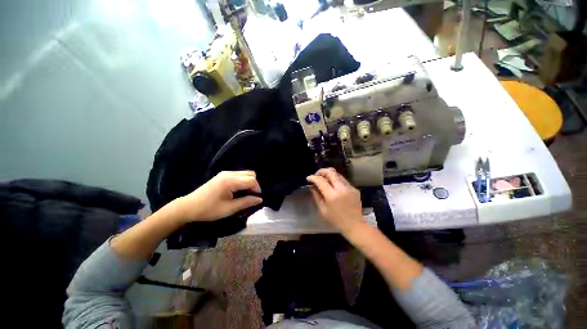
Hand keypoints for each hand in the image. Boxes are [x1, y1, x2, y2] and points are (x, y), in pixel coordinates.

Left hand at [175, 171, 262, 222]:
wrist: (188, 207)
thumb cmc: (208, 209)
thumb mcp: (229, 209)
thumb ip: (246, 202)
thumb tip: (259, 199)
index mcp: (230, 181)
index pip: (251, 180)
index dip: (257, 189)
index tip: (256, 199)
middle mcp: (229, 173)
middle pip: (250, 174)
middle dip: (254, 185)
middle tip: (250, 196)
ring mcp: (225, 173)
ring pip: (245, 173)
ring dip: (248, 183)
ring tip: (244, 194)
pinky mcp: (222, 175)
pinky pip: (238, 175)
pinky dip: (242, 181)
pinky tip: (237, 191)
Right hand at [307, 168, 364, 234]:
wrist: (355, 225)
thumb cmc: (336, 220)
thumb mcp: (322, 210)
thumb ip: (316, 196)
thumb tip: (312, 186)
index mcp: (332, 196)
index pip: (321, 180)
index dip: (313, 177)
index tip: (308, 178)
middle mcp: (342, 188)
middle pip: (331, 172)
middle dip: (321, 171)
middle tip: (316, 176)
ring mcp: (349, 187)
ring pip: (337, 174)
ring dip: (329, 175)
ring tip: (324, 180)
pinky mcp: (354, 188)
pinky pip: (343, 180)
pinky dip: (336, 180)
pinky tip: (333, 187)